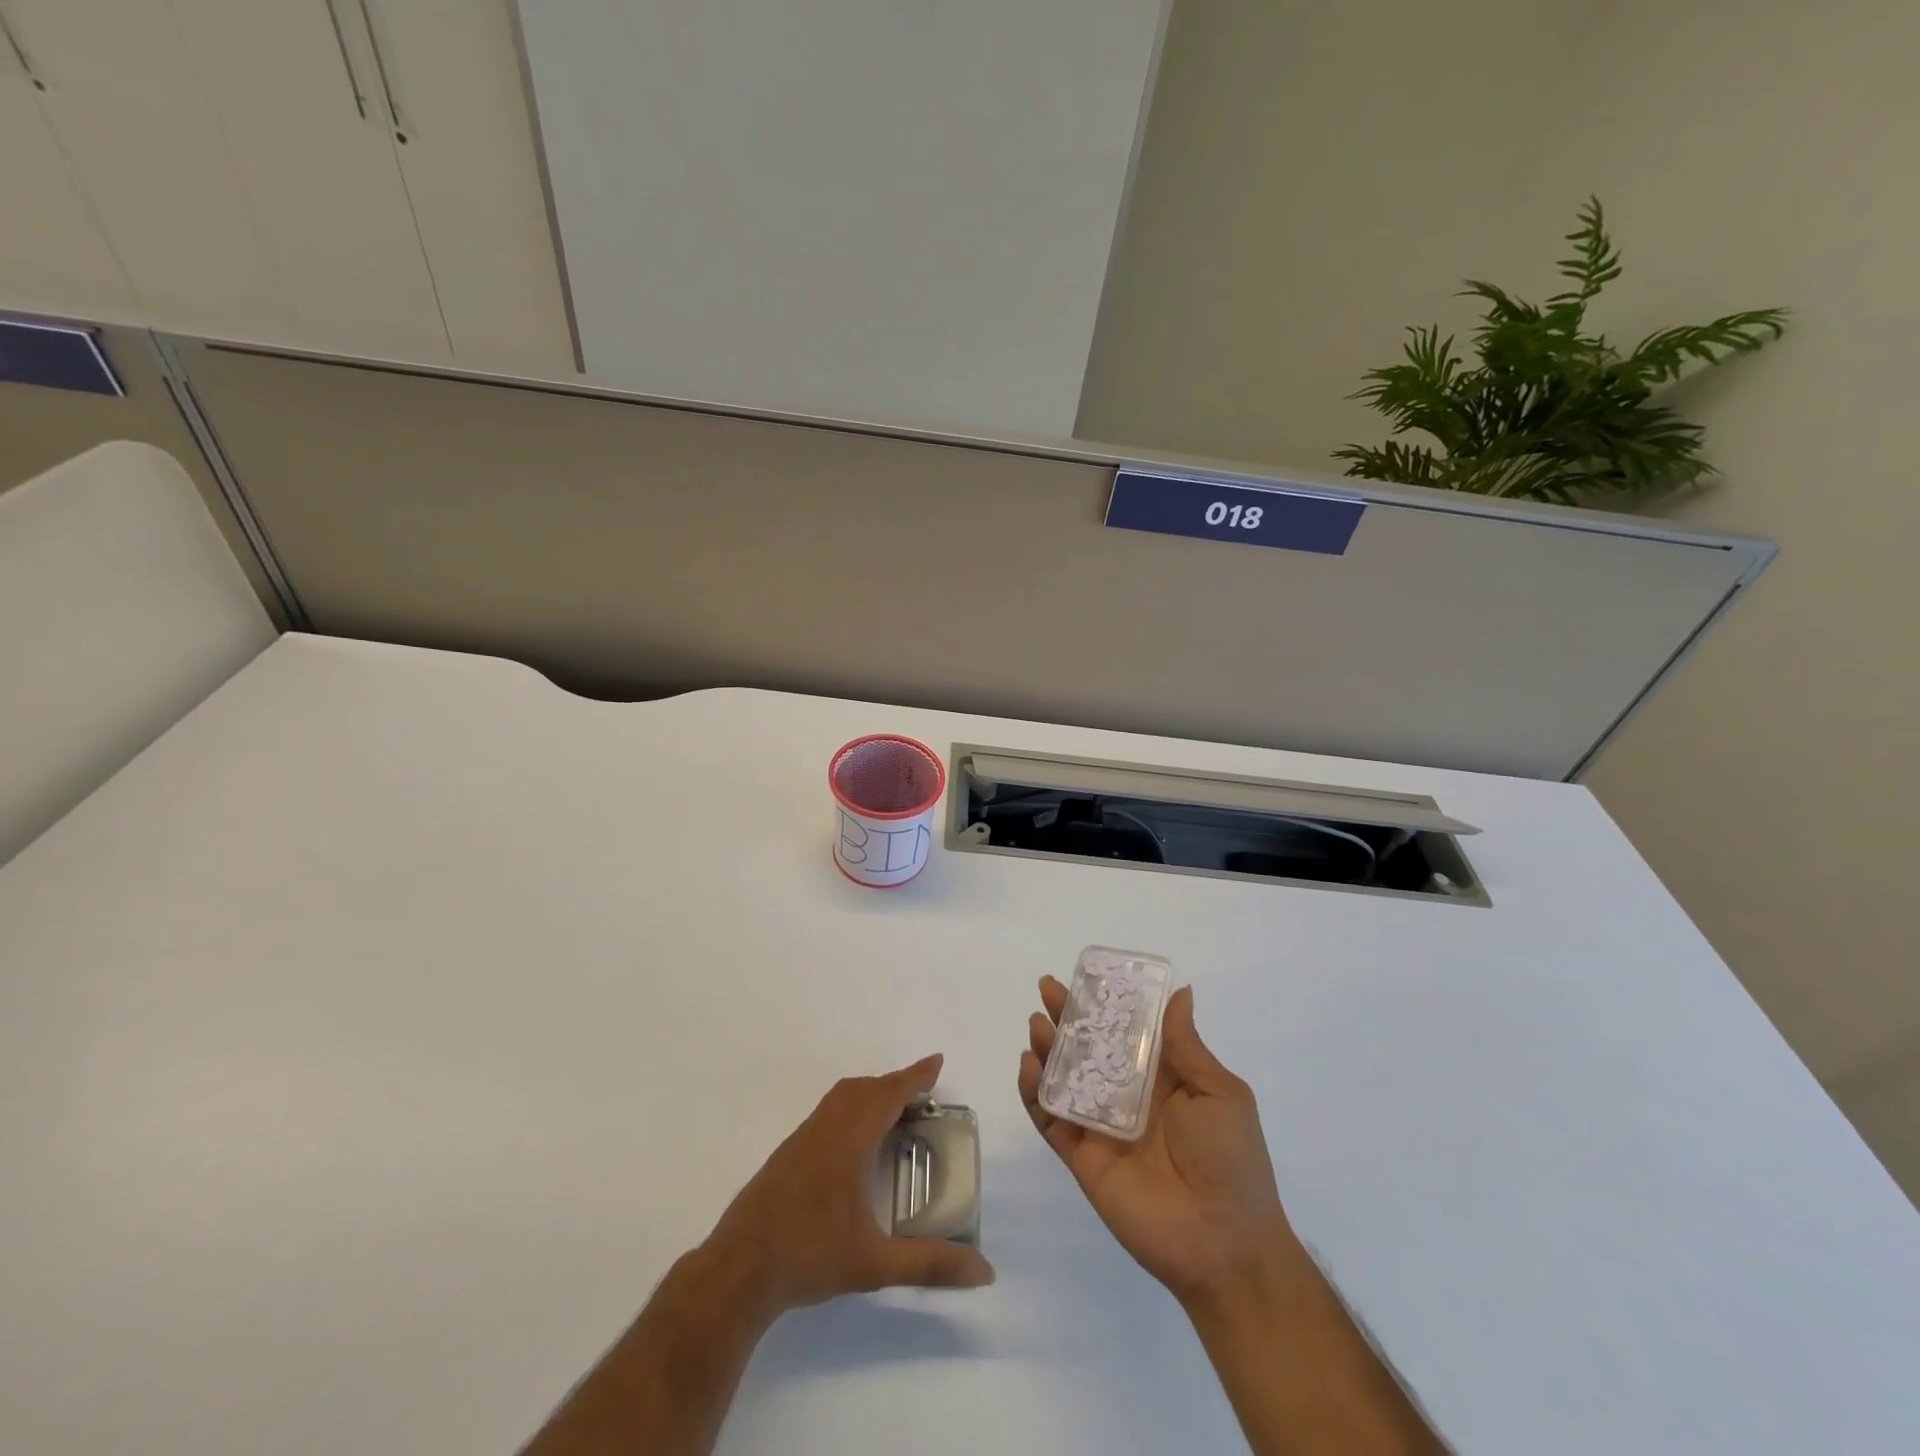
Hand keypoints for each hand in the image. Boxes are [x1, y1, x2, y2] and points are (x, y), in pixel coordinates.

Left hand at [702, 1053, 994, 1321]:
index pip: (888, 1094)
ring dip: (871, 1093)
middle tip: (923, 1095)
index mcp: (849, 1140)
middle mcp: (826, 1128)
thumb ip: (929, 1264)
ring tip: (893, 1112)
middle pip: (865, 1089)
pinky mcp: (787, 1154)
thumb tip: (984, 1271)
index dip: (915, 1076)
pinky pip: (828, 1112)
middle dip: (896, 1084)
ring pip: (842, 1097)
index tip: (937, 1061)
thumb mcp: (875, 1264)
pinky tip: (854, 1142)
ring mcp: (802, 1139)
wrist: (738, 1270)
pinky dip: (851, 1107)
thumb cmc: (809, 1257)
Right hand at [1018, 979, 1303, 1309]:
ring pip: (1064, 1078)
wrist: (1224, 1244)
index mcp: (1162, 1079)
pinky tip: (1030, 1065)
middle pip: (1089, 1048)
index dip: (1106, 1003)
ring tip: (1038, 1023)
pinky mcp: (1081, 1156)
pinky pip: (1051, 1120)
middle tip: (1048, 988)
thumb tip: (1179, 992)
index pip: (1126, 1031)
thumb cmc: (1231, 1160)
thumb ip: (1186, 1046)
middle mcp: (1126, 1096)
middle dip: (1068, 1017)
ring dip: (1048, 1048)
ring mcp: (1100, 1126)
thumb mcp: (1219, 1093)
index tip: (1087, 974)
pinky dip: (1035, 1093)